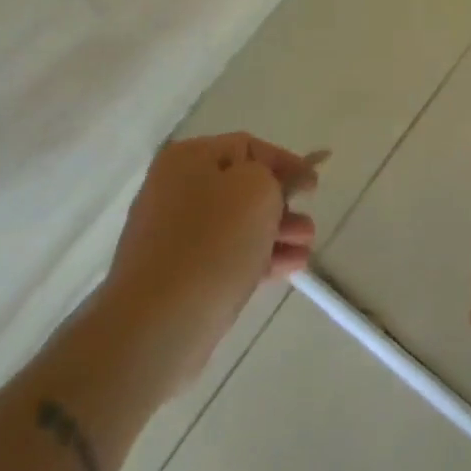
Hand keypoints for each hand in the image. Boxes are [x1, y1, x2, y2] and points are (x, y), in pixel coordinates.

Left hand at [101, 132, 319, 400]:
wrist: (156, 324)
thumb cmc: (212, 242)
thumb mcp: (257, 190)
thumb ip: (274, 175)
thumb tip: (273, 184)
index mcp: (188, 158)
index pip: (248, 146)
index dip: (286, 162)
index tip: (314, 186)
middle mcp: (175, 188)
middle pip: (241, 186)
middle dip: (282, 203)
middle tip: (309, 222)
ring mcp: (172, 234)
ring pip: (236, 224)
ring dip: (275, 231)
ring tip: (306, 247)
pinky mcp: (175, 275)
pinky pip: (224, 255)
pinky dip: (257, 256)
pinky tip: (289, 267)